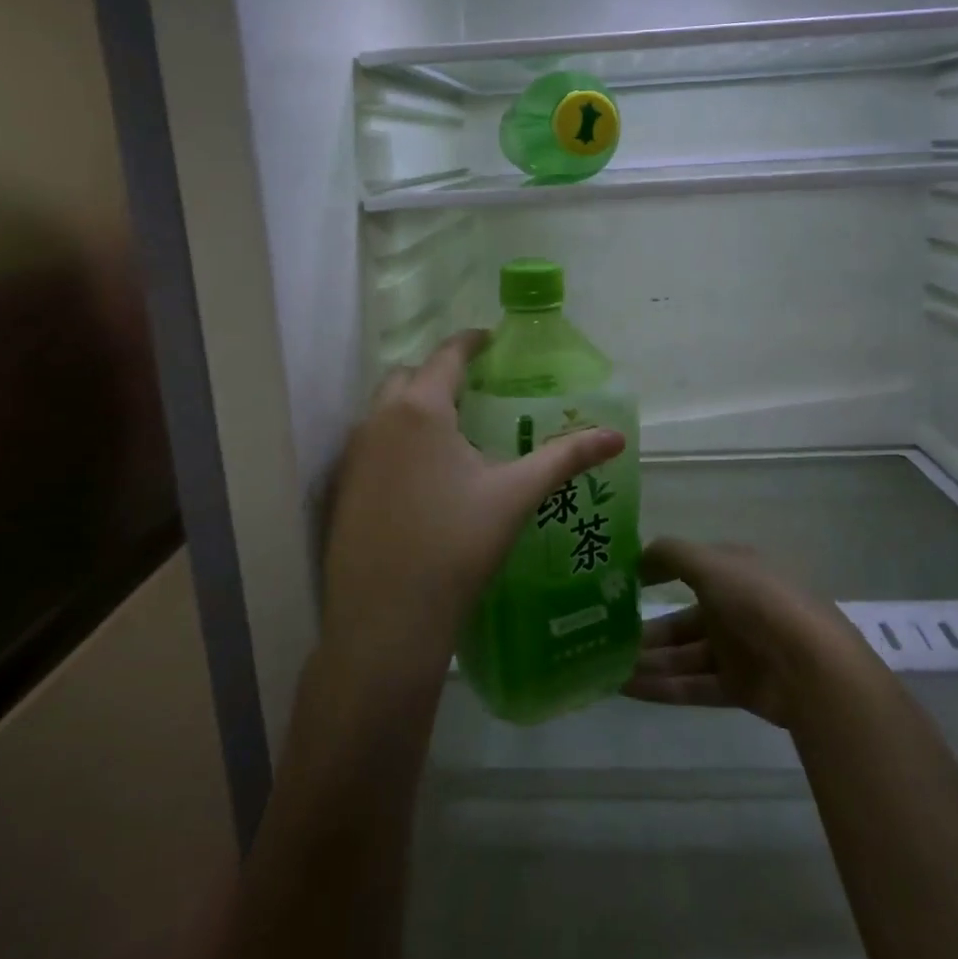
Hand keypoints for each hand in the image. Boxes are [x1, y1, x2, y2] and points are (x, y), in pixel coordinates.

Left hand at [320, 331, 625, 685]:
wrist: (386, 618)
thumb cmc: (456, 545)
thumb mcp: (515, 496)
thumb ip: (565, 458)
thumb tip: (615, 437)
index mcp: (420, 409)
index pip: (446, 356)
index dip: (471, 342)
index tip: (490, 340)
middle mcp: (378, 420)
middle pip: (408, 376)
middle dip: (439, 374)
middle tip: (475, 392)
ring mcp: (353, 455)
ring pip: (384, 410)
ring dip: (414, 407)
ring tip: (452, 432)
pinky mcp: (341, 487)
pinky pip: (371, 444)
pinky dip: (396, 440)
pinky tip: (421, 476)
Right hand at [624, 538, 858, 727]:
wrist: (812, 667)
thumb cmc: (758, 601)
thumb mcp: (710, 563)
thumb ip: (670, 555)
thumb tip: (636, 558)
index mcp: (733, 572)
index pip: (687, 569)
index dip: (653, 574)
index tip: (617, 584)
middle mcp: (734, 607)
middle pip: (681, 619)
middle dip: (644, 628)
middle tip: (602, 636)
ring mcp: (737, 649)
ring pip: (682, 654)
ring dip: (646, 659)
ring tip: (604, 665)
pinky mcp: (738, 687)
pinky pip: (691, 684)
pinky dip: (660, 686)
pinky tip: (624, 688)